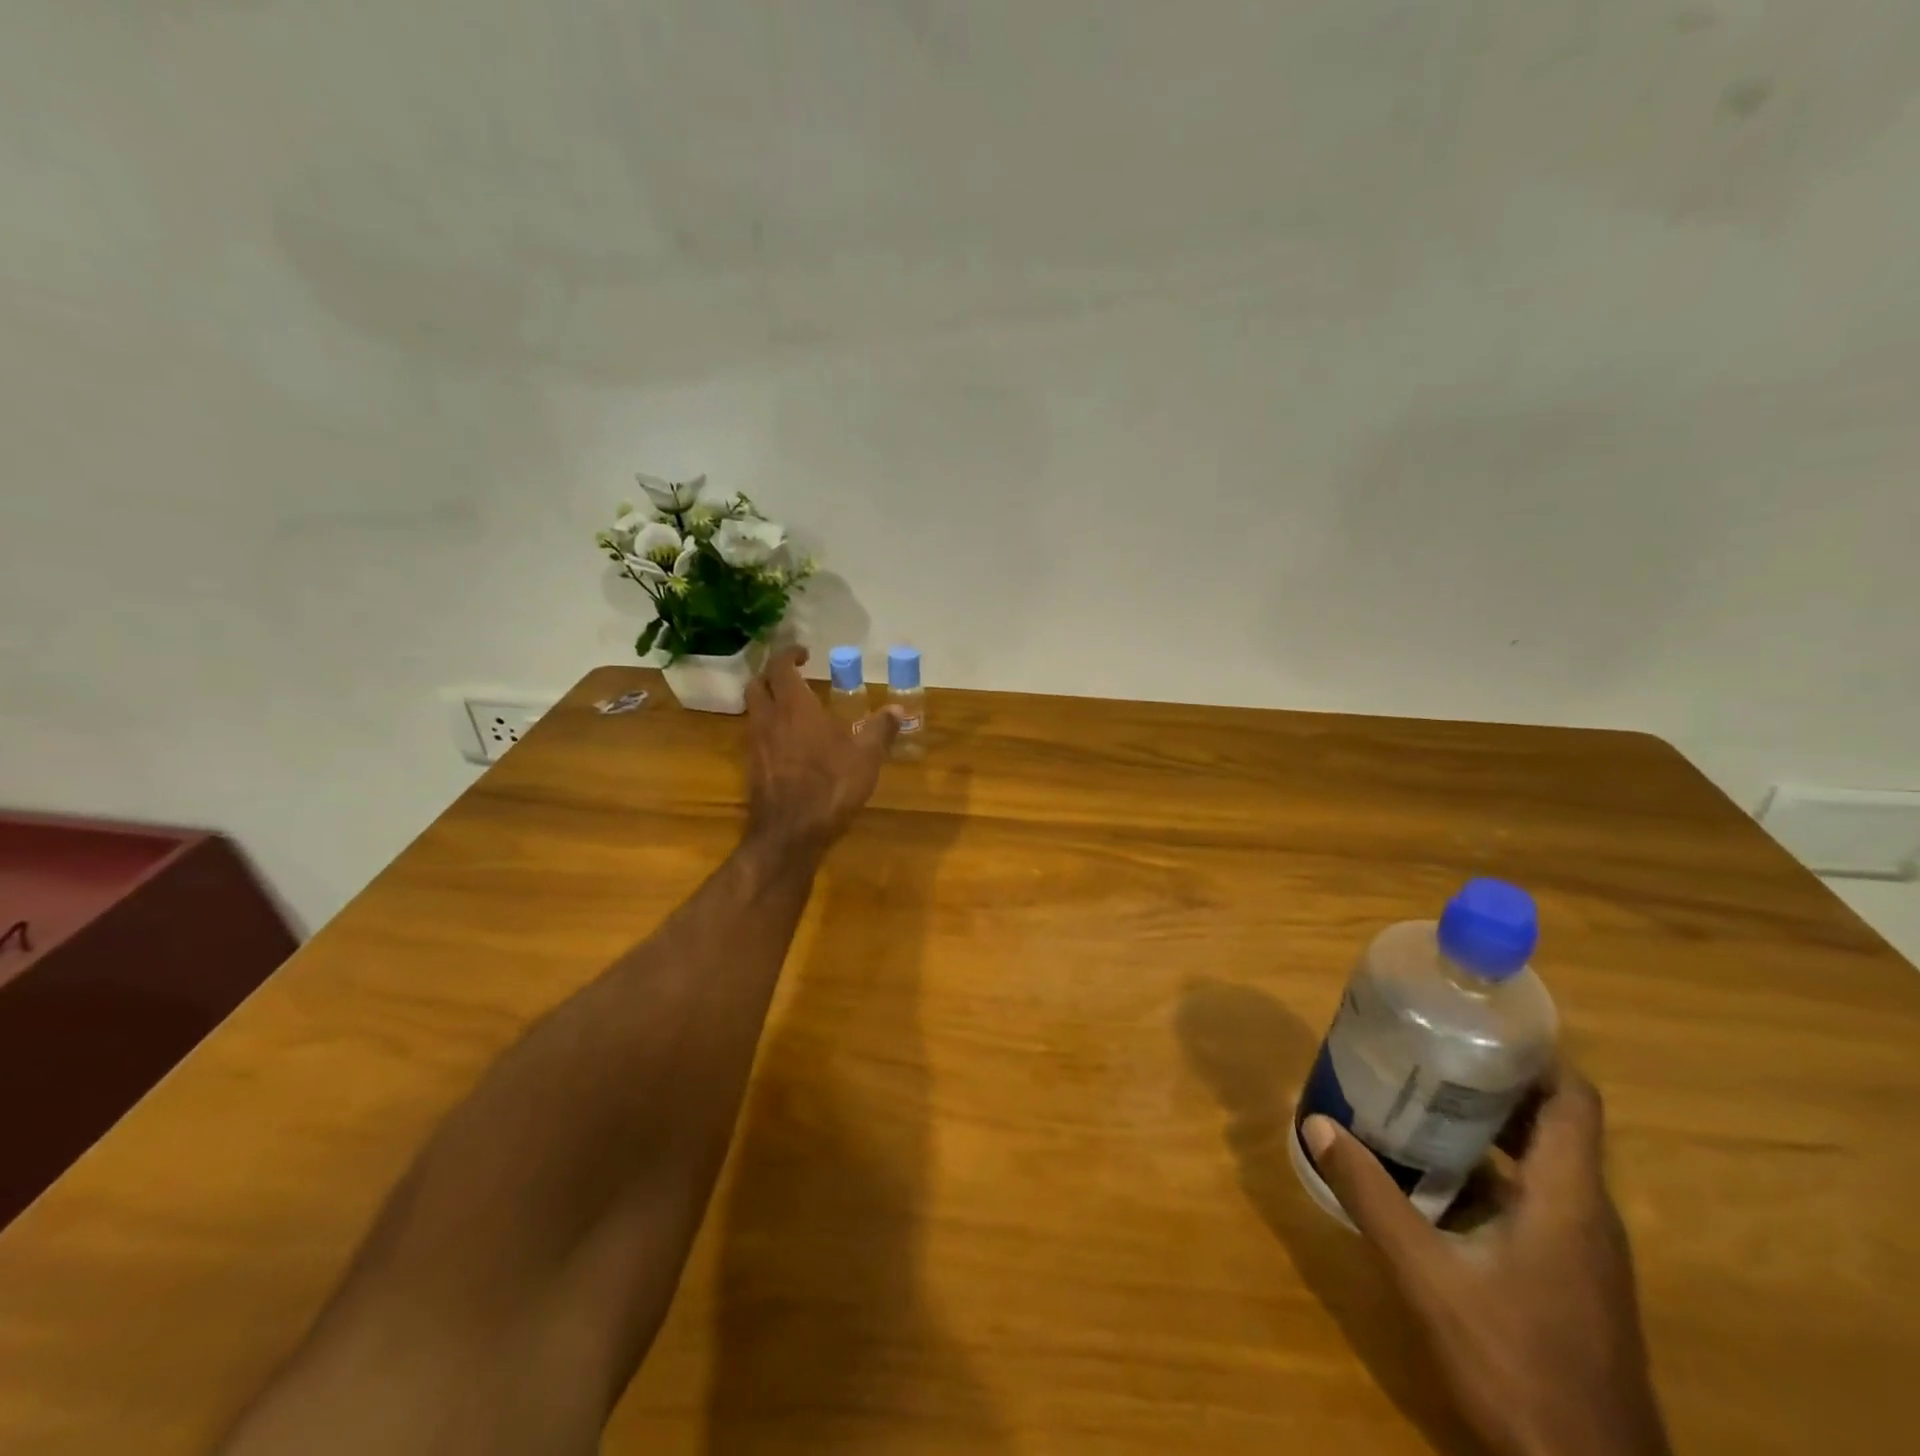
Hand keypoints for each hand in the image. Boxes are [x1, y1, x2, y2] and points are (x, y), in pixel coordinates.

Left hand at [743, 646, 901, 855]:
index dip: (789, 654)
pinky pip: (756, 736)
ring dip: (768, 702)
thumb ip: (880, 729)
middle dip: (772, 675)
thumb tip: (897, 708)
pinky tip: (789, 744)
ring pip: (753, 711)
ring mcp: (755, 744)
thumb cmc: (831, 786)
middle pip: (757, 684)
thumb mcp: (866, 756)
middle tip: (793, 677)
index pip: (780, 667)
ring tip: (793, 709)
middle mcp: (768, 719)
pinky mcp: (752, 768)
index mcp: (795, 706)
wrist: (791, 833)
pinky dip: (769, 729)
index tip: (804, 654)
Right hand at [1302, 1067, 1669, 1455]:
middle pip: (1552, 1122)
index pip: (1574, 1099)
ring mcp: (1585, 1250)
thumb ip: (1372, 1198)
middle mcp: (1587, 1212)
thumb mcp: (1428, 1275)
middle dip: (1492, 1081)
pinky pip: (1536, 1198)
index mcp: (1568, 1197)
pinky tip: (1436, 1177)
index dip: (1533, 1054)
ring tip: (1420, 1099)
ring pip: (1543, 1161)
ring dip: (1490, 1126)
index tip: (1474, 1024)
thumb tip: (1317, 1124)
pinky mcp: (1573, 1278)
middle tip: (1426, 1052)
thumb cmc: (1516, 1363)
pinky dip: (1492, 1172)